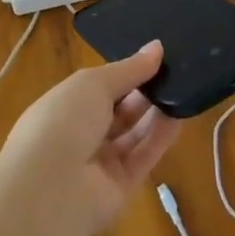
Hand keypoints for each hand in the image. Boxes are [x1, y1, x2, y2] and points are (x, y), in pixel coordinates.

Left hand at [0, 41, 181, 228]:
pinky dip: (161, 138)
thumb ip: (129, 68)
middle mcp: (80, 136)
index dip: (126, 73)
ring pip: (134, 134)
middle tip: (175, 73)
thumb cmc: (64, 122)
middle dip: (144, 93)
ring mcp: (100, 164)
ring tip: (183, 90)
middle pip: (119, 112)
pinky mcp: (121, 187)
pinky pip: (144, 157)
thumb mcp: (94, 83)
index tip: (157, 58)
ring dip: (156, 113)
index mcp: (64, 108)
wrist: (51, 188)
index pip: (99, 88)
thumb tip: (157, 47)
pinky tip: (180, 117)